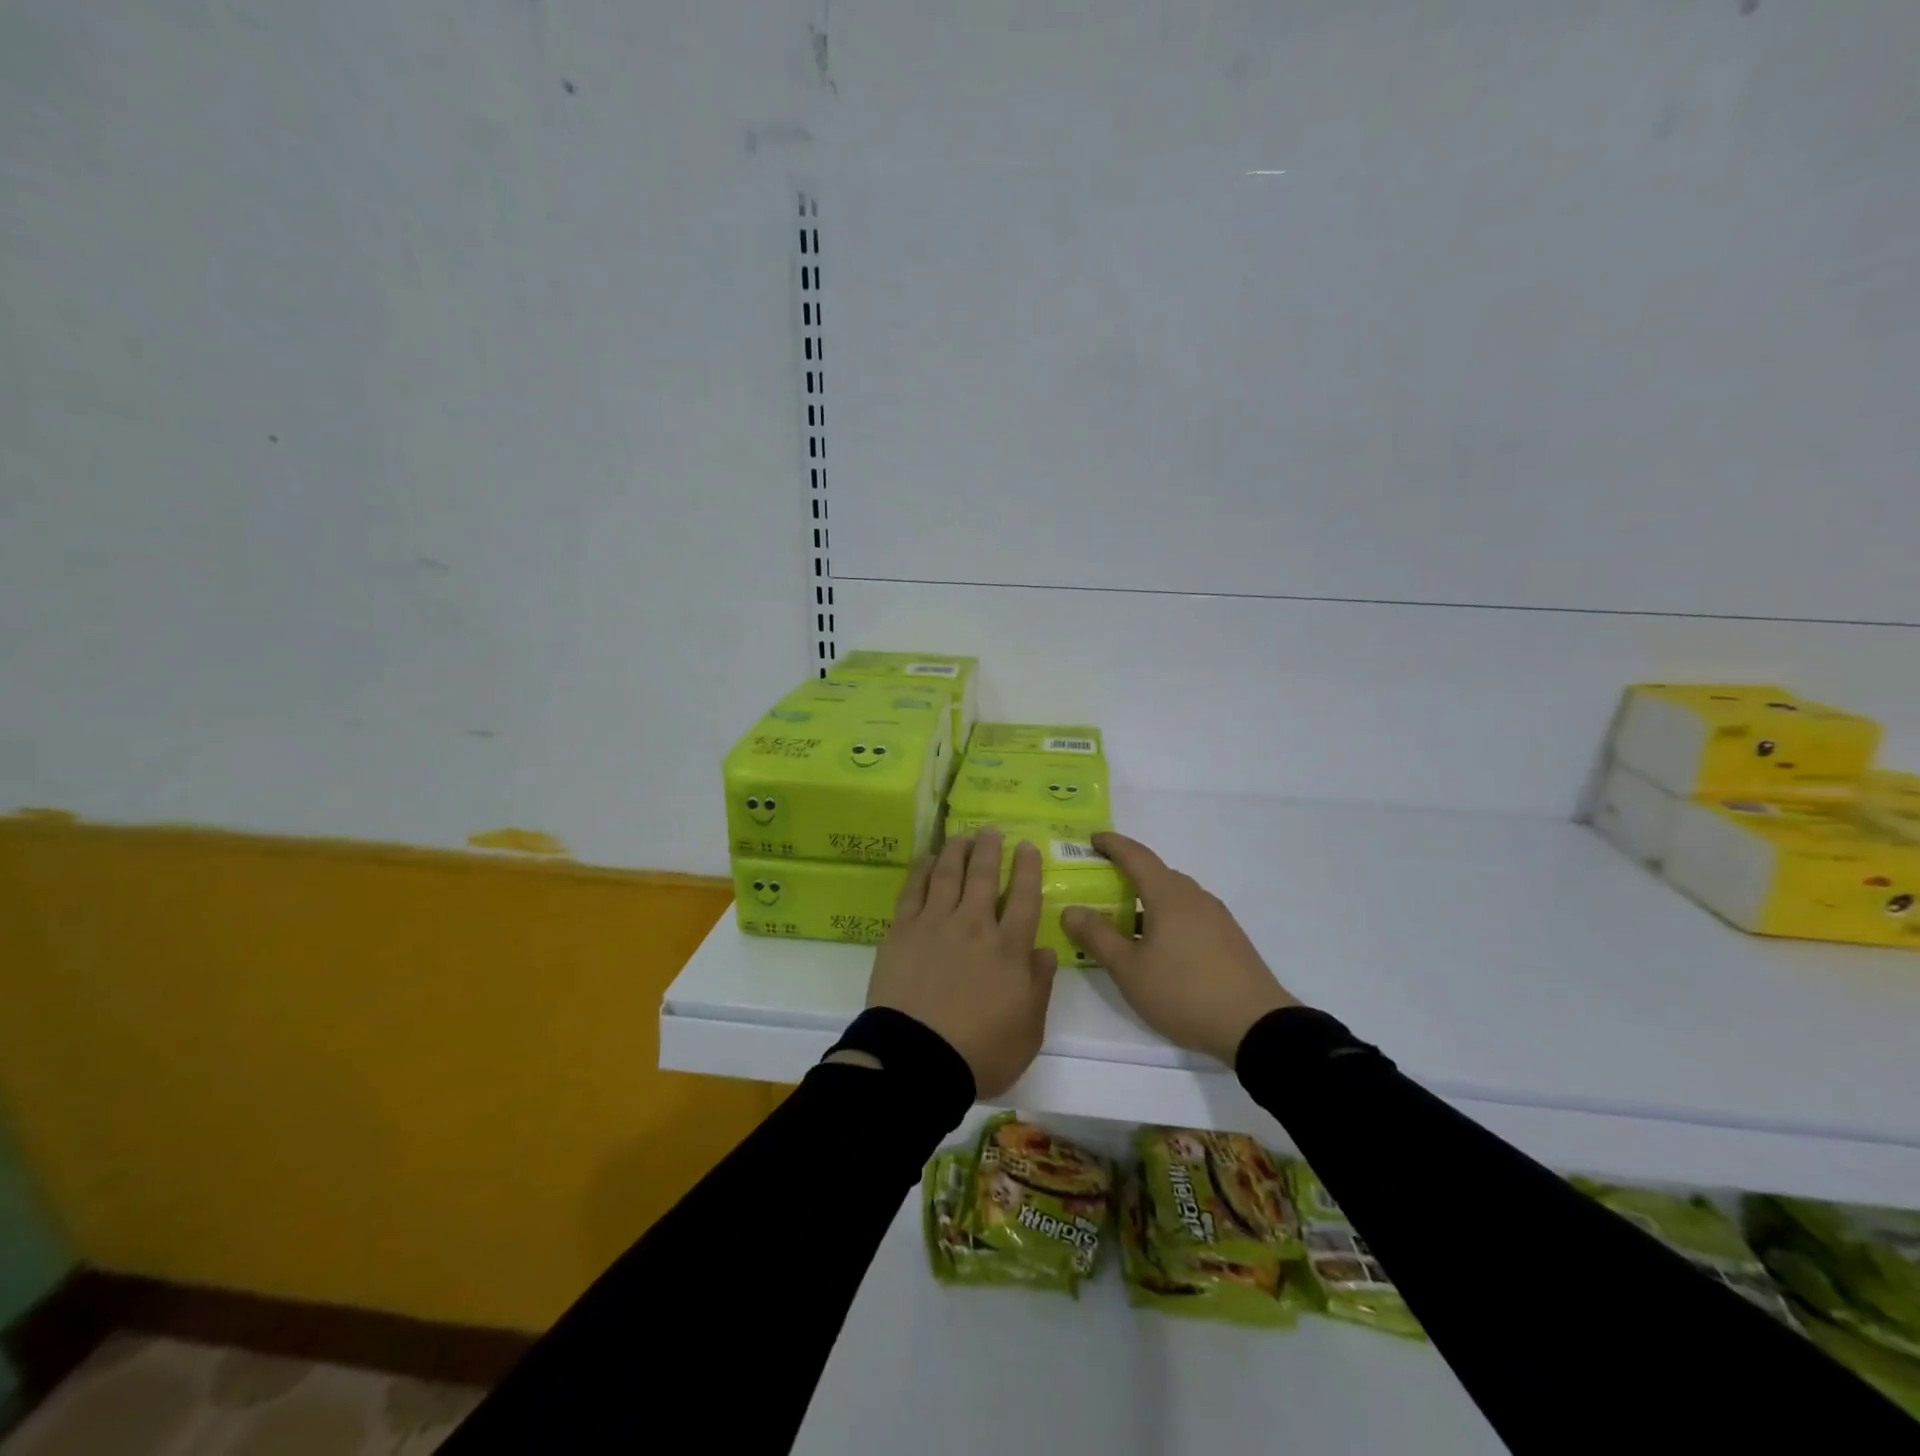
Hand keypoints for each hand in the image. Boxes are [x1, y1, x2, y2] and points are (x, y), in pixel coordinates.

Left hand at [865, 830, 1058, 1098]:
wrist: (916, 1060)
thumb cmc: (980, 1053)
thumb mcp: (1029, 1031)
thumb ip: (1039, 986)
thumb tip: (1045, 950)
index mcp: (1009, 950)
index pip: (1024, 899)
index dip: (1027, 869)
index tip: (1027, 846)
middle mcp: (974, 926)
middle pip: (984, 876)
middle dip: (991, 849)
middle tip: (992, 830)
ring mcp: (935, 924)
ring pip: (948, 874)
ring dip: (957, 851)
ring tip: (963, 835)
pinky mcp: (902, 930)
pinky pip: (913, 890)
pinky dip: (922, 869)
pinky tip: (927, 858)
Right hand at [1062, 832, 1297, 1065]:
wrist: (1257, 1027)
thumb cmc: (1184, 992)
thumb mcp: (1129, 969)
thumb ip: (1097, 937)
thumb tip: (1071, 910)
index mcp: (1168, 895)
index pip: (1136, 856)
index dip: (1112, 844)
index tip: (1092, 838)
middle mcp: (1194, 897)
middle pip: (1156, 874)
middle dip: (1127, 874)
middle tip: (1100, 885)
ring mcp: (1216, 918)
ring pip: (1174, 897)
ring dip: (1147, 900)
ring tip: (1124, 921)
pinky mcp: (1229, 939)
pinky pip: (1189, 915)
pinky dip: (1166, 917)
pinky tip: (1158, 946)